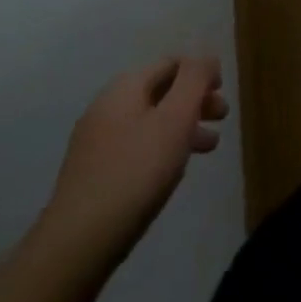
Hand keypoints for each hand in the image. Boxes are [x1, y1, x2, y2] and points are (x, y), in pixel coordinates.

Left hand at [41, 57, 227, 260]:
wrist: (78, 244)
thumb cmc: (136, 172)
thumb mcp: (176, 118)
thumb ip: (195, 80)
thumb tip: (206, 58)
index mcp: (125, 87)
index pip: (172, 63)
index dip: (201, 72)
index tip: (222, 92)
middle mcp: (107, 106)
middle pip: (162, 90)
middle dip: (195, 100)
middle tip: (222, 118)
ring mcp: (96, 141)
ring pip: (151, 120)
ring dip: (183, 126)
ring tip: (209, 147)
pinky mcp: (93, 172)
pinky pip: (137, 146)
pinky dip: (162, 147)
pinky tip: (174, 170)